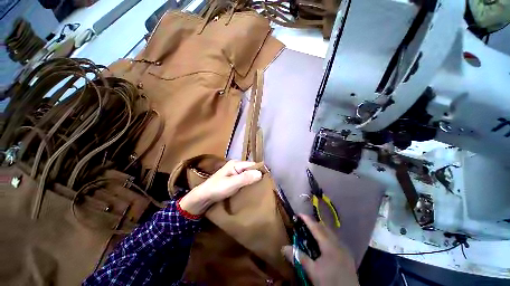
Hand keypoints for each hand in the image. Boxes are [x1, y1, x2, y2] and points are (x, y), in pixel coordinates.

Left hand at [179, 160, 262, 214]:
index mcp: (236, 164)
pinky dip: (250, 183)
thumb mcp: (231, 184)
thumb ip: (245, 178)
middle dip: (258, 176)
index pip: (252, 165)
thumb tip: (260, 173)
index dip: (260, 170)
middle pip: (251, 169)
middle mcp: (237, 166)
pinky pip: (245, 179)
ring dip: (254, 180)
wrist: (203, 197)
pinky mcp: (234, 179)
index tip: (269, 179)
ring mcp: (235, 173)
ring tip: (262, 187)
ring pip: (249, 174)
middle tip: (267, 185)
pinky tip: (253, 189)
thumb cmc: (216, 189)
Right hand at [282, 215, 358, 285]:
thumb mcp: (313, 272)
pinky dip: (327, 237)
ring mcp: (345, 249)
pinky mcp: (348, 256)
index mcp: (329, 245)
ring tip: (312, 232)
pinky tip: (324, 245)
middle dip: (313, 224)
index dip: (307, 219)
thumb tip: (283, 248)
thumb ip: (299, 258)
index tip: (298, 214)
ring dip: (321, 230)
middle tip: (303, 223)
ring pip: (331, 234)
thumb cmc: (330, 283)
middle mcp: (338, 244)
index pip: (316, 227)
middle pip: (325, 228)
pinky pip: (336, 240)